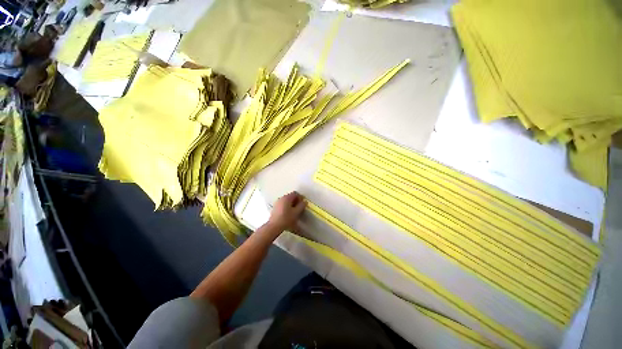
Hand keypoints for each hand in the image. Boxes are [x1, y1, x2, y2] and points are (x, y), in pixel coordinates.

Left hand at [268, 191, 306, 231]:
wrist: (274, 226)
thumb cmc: (286, 218)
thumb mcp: (296, 212)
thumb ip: (301, 206)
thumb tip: (304, 202)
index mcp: (287, 198)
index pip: (295, 193)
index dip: (300, 198)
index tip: (303, 203)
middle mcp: (281, 198)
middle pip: (290, 196)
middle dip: (296, 201)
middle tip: (299, 207)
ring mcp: (277, 202)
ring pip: (286, 200)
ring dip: (291, 204)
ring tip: (294, 211)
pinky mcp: (275, 207)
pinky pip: (283, 204)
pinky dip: (287, 206)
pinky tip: (288, 213)